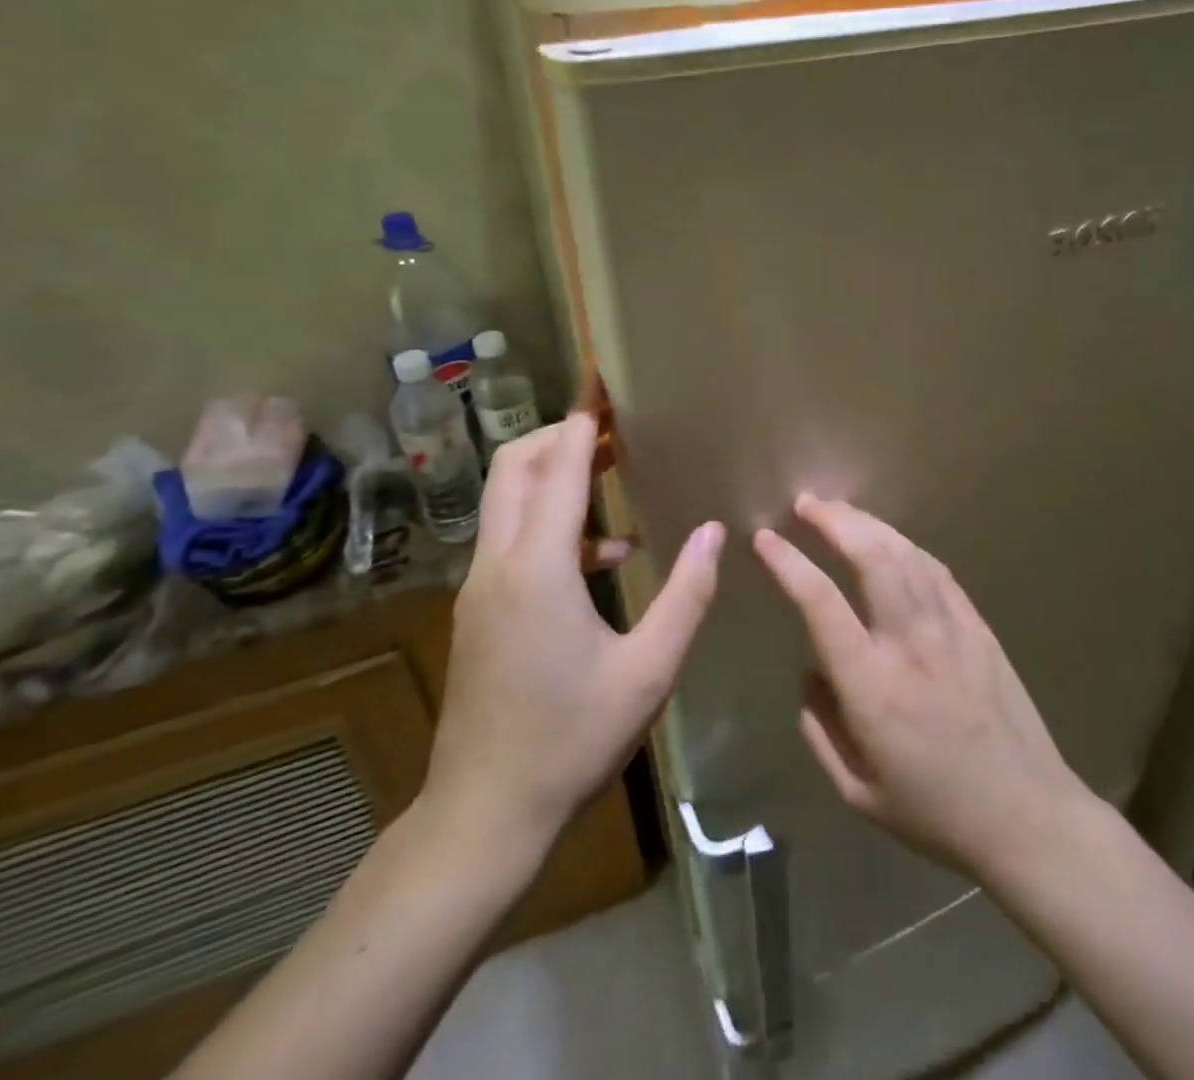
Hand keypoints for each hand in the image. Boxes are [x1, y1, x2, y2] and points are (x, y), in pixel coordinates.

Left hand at [419, 410, 723, 852]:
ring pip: (510, 501)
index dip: (582, 418)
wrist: (484, 813)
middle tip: (617, 428)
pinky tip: (606, 556)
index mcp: (538, 568)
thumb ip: (686, 595)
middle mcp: (499, 564)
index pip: (560, 468)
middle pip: (518, 468)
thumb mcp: (648, 671)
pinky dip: (553, 524)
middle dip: (563, 436)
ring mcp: (481, 587)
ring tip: (617, 475)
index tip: (600, 380)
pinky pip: (513, 540)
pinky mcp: (480, 610)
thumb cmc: (572, 740)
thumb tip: (713, 532)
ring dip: (558, 477)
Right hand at [754, 495, 1083, 878]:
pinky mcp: (978, 627)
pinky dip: (906, 545)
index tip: (764, 539)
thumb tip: (811, 675)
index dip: (788, 563)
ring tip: (840, 510)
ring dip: (867, 523)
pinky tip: (891, 540)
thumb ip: (820, 730)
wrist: (1028, 816)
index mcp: (871, 685)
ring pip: (905, 554)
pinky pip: (937, 570)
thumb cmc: (936, 812)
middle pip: (870, 557)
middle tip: (806, 504)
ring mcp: (950, 628)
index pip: (820, 603)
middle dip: (833, 520)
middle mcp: (909, 642)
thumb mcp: (858, 792)